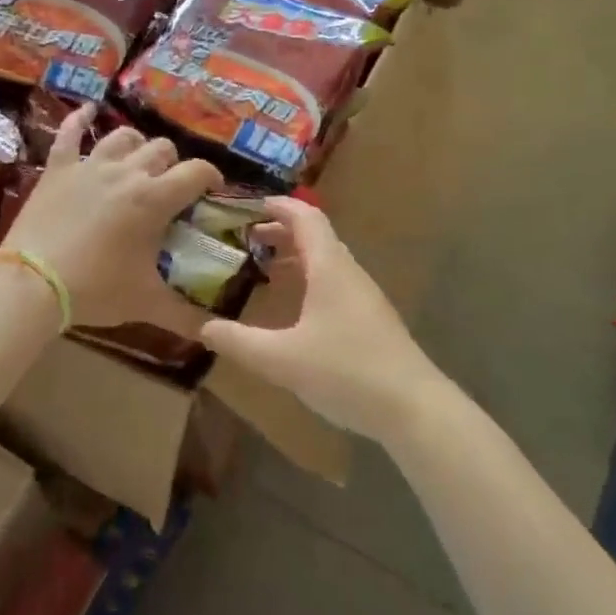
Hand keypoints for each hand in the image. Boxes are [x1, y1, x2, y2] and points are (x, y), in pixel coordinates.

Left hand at [3, 104, 222, 332]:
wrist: (31, 283)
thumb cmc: (95, 289)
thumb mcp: (146, 303)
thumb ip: (186, 316)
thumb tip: (216, 334)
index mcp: (154, 198)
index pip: (196, 172)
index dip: (211, 177)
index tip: (212, 191)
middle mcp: (126, 172)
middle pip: (162, 150)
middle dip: (173, 165)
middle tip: (170, 190)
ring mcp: (89, 166)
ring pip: (124, 137)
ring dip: (137, 146)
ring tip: (138, 163)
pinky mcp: (58, 169)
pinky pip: (69, 134)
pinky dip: (79, 120)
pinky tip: (87, 112)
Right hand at [199, 197, 439, 444]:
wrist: (413, 408)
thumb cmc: (346, 372)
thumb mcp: (281, 359)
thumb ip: (238, 342)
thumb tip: (202, 327)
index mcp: (329, 268)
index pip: (305, 217)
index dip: (277, 206)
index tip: (246, 206)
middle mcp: (348, 273)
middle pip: (315, 236)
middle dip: (279, 232)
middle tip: (244, 240)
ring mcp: (363, 296)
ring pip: (326, 261)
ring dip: (294, 257)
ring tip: (262, 269)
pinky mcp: (370, 319)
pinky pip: (334, 282)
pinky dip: (308, 279)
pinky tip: (293, 307)